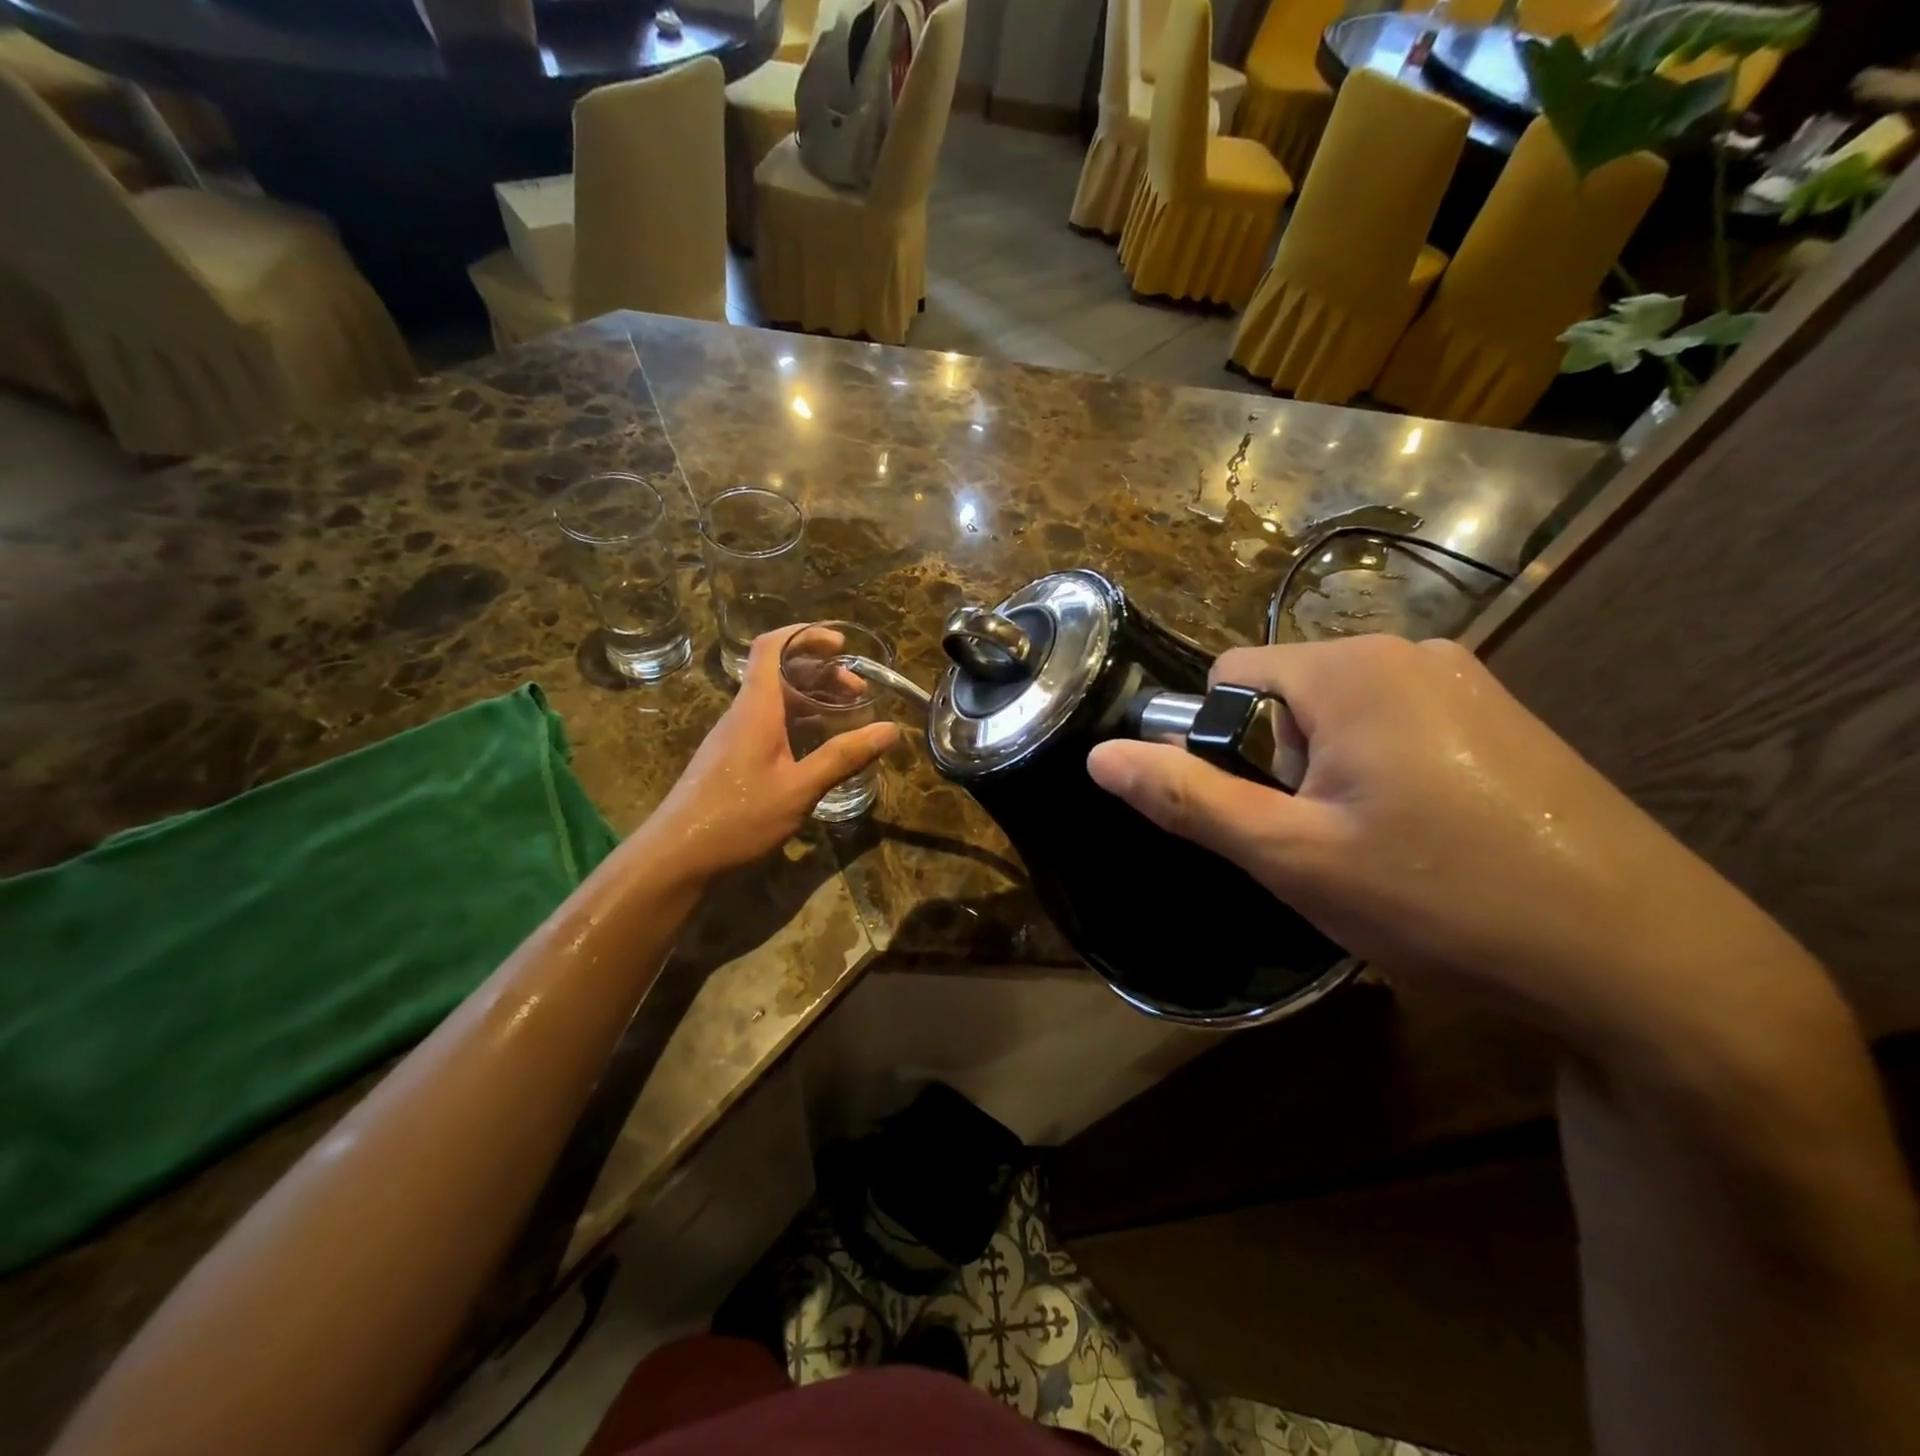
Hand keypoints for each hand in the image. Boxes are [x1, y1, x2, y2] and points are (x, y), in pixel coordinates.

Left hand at [643, 628, 899, 882]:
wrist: (677, 856)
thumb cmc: (737, 817)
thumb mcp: (799, 789)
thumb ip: (844, 757)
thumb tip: (890, 729)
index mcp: (757, 708)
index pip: (772, 647)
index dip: (805, 635)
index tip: (841, 645)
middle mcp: (744, 713)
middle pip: (780, 672)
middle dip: (822, 672)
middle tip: (859, 691)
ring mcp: (736, 736)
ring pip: (776, 700)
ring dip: (812, 698)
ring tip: (848, 714)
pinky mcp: (733, 758)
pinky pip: (770, 723)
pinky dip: (800, 721)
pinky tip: (819, 745)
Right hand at [1086, 636, 1819, 1053]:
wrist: (1647, 965)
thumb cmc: (1443, 901)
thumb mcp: (1293, 857)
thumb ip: (1189, 799)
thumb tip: (1100, 756)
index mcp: (1354, 668)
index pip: (1230, 676)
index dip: (1218, 745)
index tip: (1257, 815)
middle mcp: (1412, 652)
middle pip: (1287, 696)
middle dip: (1276, 764)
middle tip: (1317, 845)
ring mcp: (1469, 684)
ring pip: (1341, 717)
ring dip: (1325, 775)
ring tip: (1370, 851)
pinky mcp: (1504, 722)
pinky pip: (1398, 730)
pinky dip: (1378, 775)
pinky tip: (1421, 842)